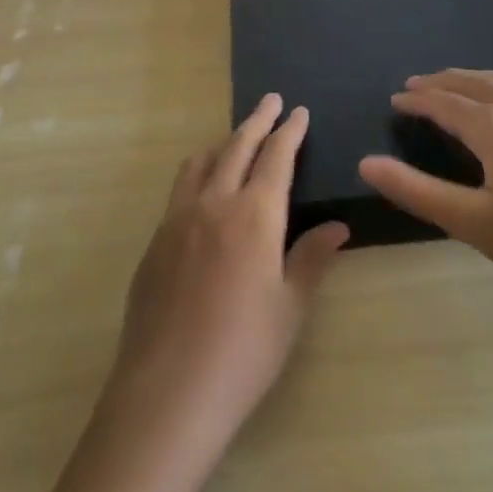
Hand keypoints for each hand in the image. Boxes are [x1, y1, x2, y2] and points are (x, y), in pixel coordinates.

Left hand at [109, 95, 348, 444]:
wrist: (168, 390)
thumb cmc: (244, 350)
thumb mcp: (290, 306)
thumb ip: (311, 258)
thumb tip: (337, 226)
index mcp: (254, 215)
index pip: (275, 158)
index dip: (289, 131)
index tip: (298, 111)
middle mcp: (213, 203)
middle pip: (236, 147)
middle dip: (257, 121)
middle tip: (271, 101)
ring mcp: (177, 219)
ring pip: (201, 162)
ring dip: (223, 143)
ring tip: (236, 138)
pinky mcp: (155, 241)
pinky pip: (180, 190)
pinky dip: (199, 173)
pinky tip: (204, 193)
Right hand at [359, 70, 492, 328]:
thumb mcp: (474, 224)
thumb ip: (417, 191)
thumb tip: (367, 163)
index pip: (444, 103)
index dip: (417, 100)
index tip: (397, 99)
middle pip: (474, 84)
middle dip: (443, 82)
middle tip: (420, 83)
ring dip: (476, 79)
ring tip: (461, 82)